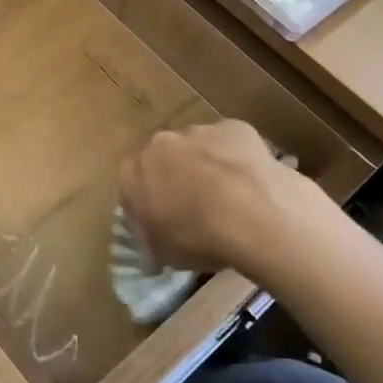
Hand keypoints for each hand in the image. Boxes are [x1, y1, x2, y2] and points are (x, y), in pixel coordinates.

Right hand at [118, 120, 336, 282]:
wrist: (252, 216)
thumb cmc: (198, 239)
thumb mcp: (164, 254)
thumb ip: (152, 244)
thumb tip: (150, 255)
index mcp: (133, 173)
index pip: (131, 184)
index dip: (147, 202)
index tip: (162, 221)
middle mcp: (160, 144)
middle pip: (164, 158)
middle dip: (175, 177)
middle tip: (196, 207)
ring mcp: (198, 131)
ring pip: (197, 147)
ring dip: (206, 165)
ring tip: (229, 196)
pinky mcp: (234, 127)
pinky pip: (231, 143)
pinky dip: (237, 158)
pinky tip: (252, 182)